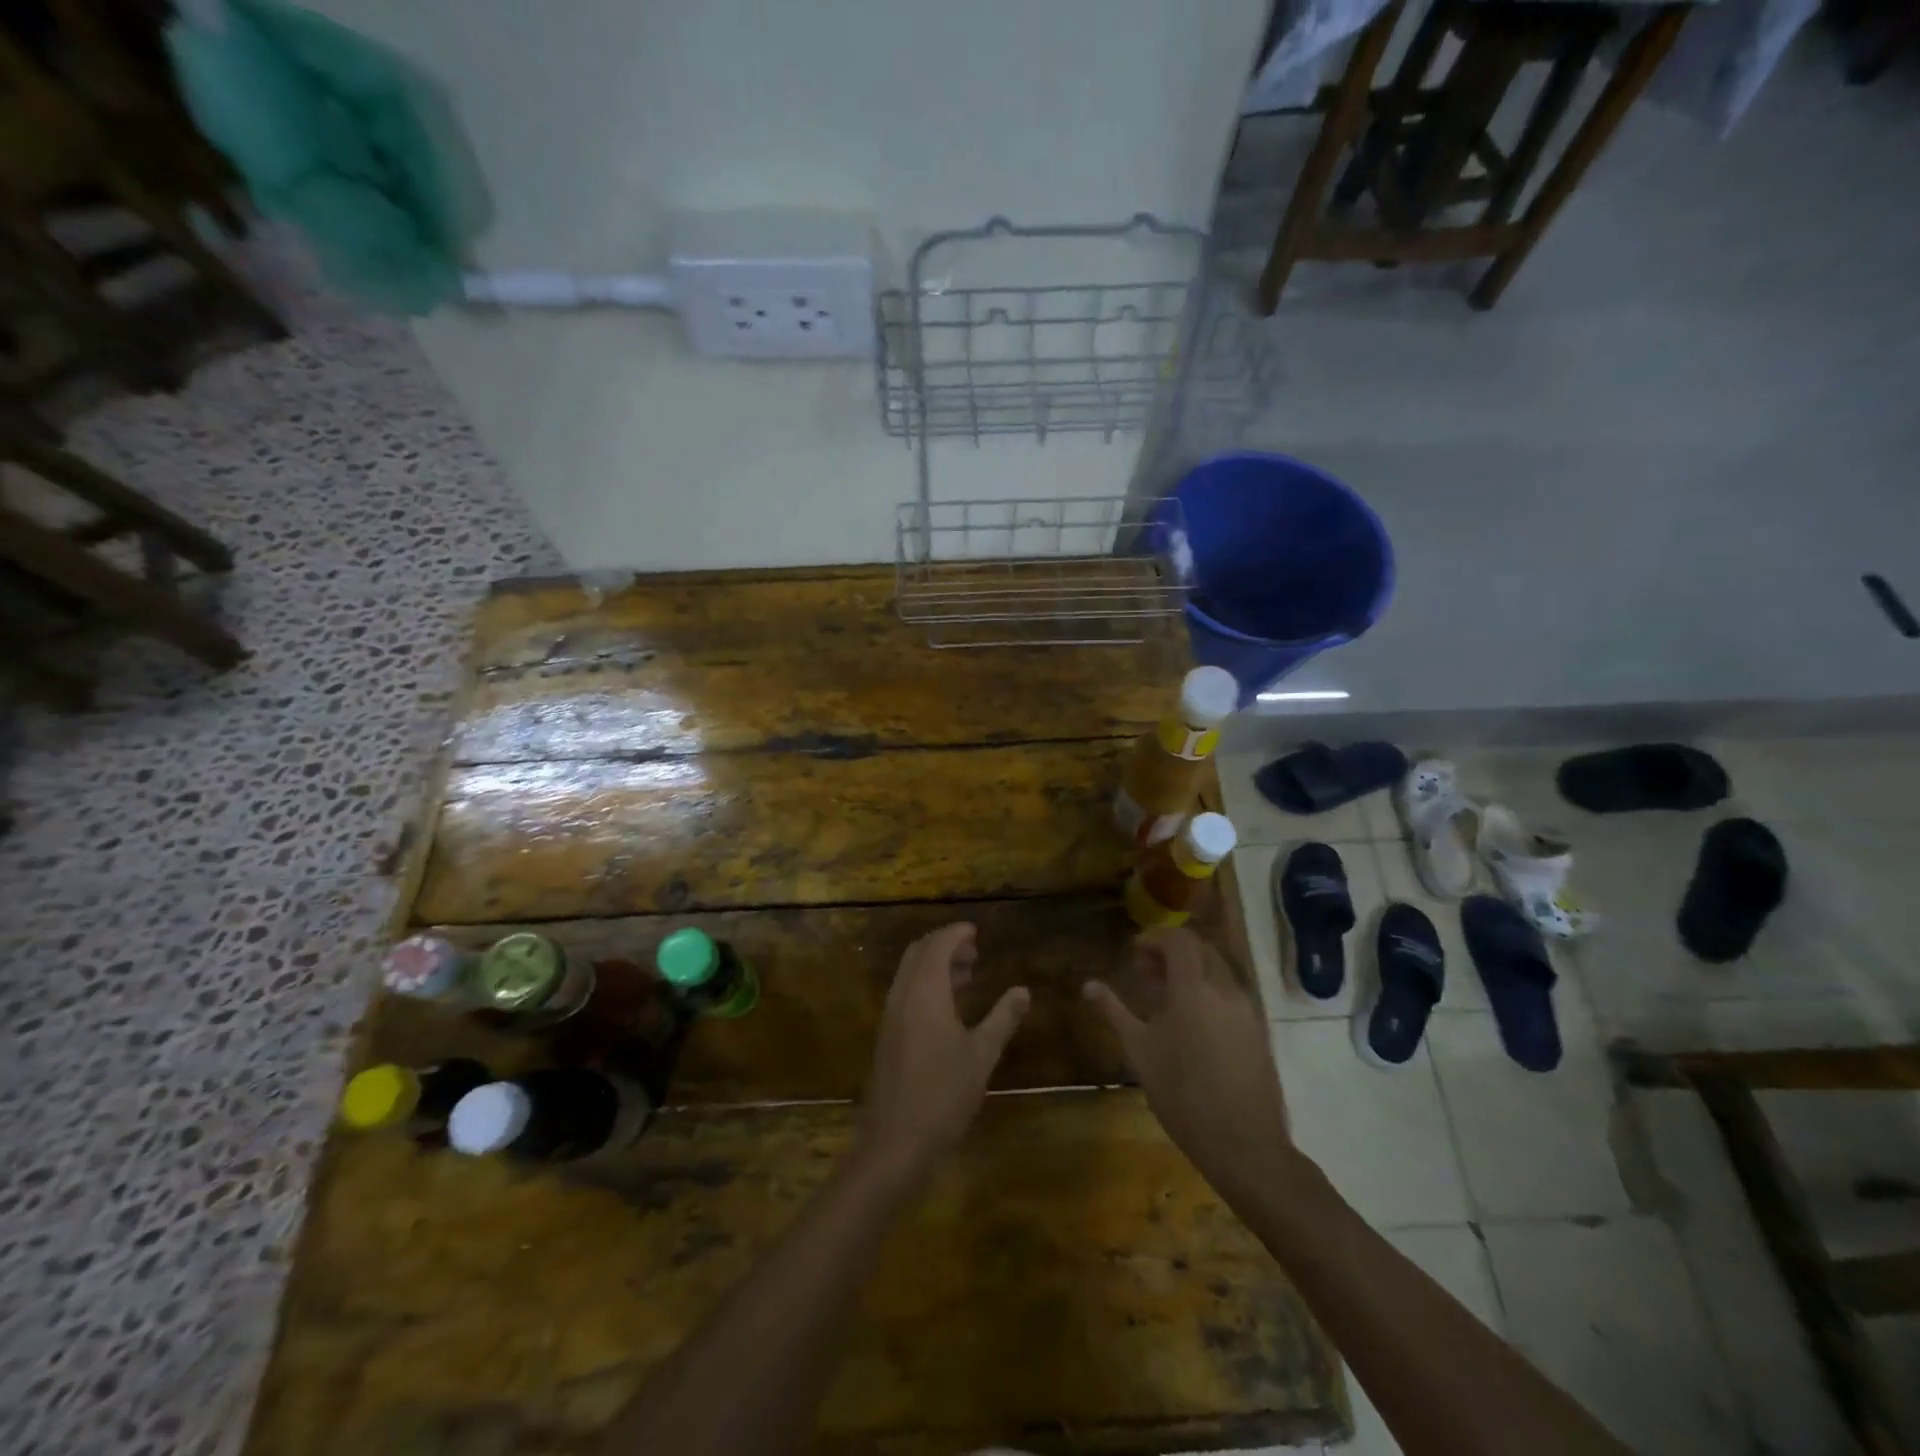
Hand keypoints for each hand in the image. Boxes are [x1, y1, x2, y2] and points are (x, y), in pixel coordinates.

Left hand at [856, 923, 1029, 1185]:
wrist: (895, 1142)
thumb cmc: (943, 1094)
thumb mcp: (981, 1055)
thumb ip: (1003, 1018)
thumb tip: (1023, 990)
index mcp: (924, 991)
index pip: (938, 944)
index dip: (957, 933)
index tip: (977, 931)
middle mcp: (902, 995)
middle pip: (919, 953)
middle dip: (945, 945)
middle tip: (974, 953)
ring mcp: (890, 1016)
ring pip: (910, 973)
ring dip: (935, 966)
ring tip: (967, 977)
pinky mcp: (886, 1036)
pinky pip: (905, 993)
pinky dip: (925, 986)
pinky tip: (948, 1009)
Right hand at [1084, 928, 1292, 1196]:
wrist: (1244, 1145)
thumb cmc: (1182, 1094)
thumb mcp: (1139, 1051)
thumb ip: (1114, 1011)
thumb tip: (1088, 985)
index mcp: (1194, 988)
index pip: (1179, 939)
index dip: (1155, 938)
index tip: (1135, 953)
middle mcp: (1225, 990)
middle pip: (1202, 950)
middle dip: (1173, 952)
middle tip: (1147, 974)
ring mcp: (1248, 1011)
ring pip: (1219, 972)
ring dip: (1192, 972)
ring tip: (1165, 1000)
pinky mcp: (1259, 1032)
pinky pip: (1231, 996)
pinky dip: (1209, 993)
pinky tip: (1191, 1025)